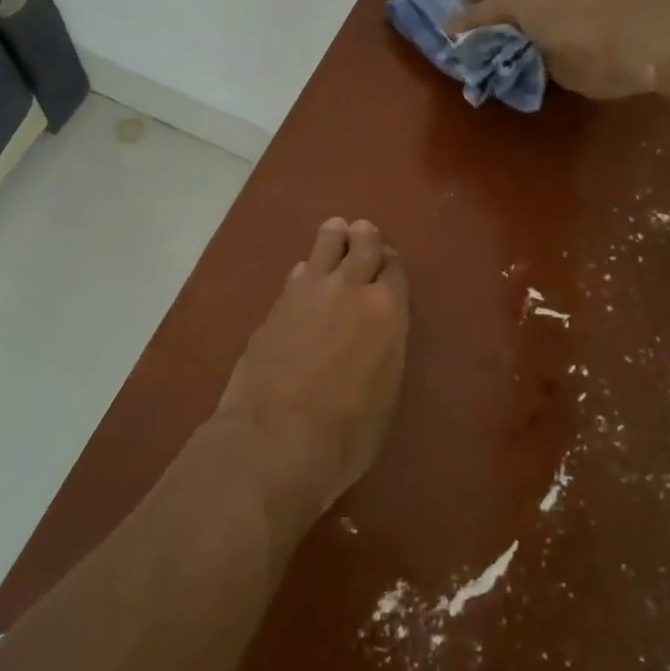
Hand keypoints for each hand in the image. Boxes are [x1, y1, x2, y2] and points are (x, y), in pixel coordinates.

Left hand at [215, 218, 409, 515]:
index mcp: (388, 311)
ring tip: (335, 231)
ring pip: (325, 245)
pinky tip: (304, 275)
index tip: (388, 262)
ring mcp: (308, 292)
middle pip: (362, 245)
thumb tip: (374, 338)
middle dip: (365, 237)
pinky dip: (306, 271)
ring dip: (333, 237)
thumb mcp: (385, 394)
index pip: (394, 270)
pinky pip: (297, 275)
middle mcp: (351, 288)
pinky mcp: (275, 305)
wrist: (277, 440)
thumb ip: (383, 351)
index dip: (391, 264)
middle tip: (363, 232)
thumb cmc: (348, 433)